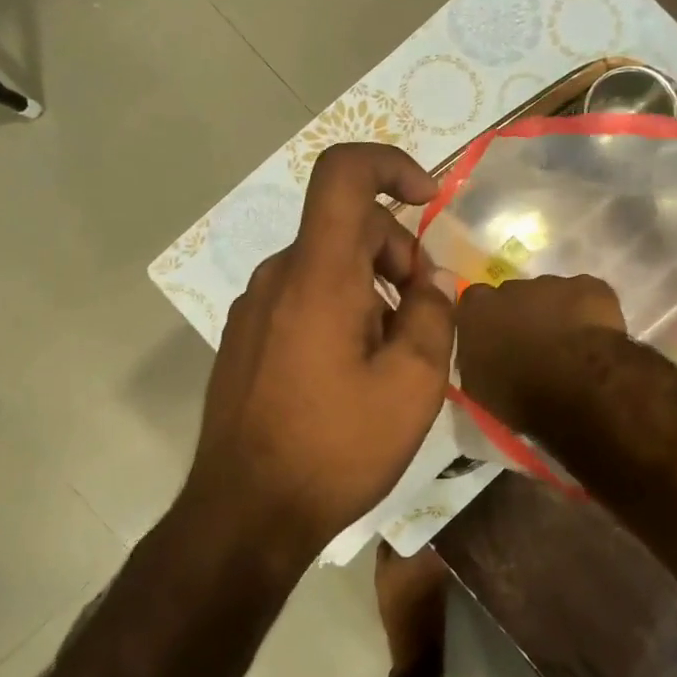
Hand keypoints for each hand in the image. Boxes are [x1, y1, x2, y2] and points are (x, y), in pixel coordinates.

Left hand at [184, 144, 455, 550]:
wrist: (246, 512)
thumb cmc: (336, 448)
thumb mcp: (412, 385)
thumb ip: (432, 315)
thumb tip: (428, 282)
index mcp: (317, 275)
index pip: (342, 174)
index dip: (389, 164)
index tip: (427, 199)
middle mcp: (277, 277)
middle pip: (345, 228)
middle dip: (395, 253)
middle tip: (423, 315)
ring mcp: (253, 309)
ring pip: (324, 267)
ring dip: (369, 289)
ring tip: (391, 355)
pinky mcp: (244, 340)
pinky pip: (300, 300)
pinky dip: (337, 310)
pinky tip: (350, 373)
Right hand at [454, 274, 625, 431]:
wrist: (578, 393)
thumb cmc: (520, 397)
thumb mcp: (478, 386)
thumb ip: (474, 357)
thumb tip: (479, 352)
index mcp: (477, 309)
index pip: (474, 304)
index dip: (486, 321)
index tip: (496, 341)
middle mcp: (511, 287)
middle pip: (513, 295)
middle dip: (521, 315)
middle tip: (534, 347)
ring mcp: (554, 283)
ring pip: (552, 294)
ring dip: (556, 314)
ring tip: (570, 348)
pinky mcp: (593, 287)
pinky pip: (588, 297)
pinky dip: (591, 314)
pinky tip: (597, 339)